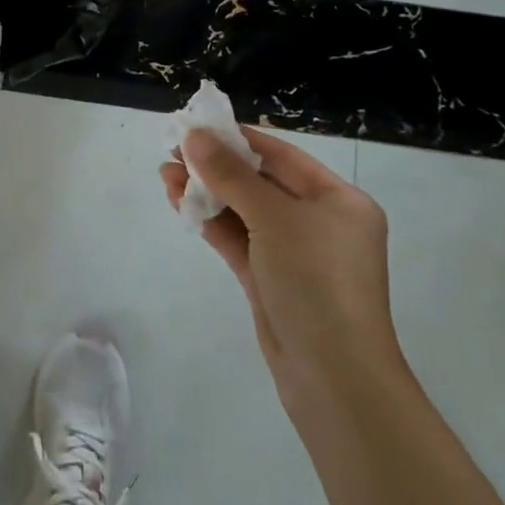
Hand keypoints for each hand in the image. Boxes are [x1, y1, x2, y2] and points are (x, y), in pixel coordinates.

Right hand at [161, 126, 404, 421]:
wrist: (334, 379)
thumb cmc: (316, 281)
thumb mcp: (273, 217)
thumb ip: (230, 174)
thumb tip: (194, 136)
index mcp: (338, 200)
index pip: (281, 156)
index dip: (237, 138)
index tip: (197, 125)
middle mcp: (320, 222)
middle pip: (260, 181)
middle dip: (215, 166)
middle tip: (173, 150)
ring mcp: (294, 253)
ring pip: (243, 211)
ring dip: (206, 192)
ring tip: (165, 174)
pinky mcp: (271, 279)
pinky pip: (238, 238)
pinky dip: (210, 220)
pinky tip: (179, 202)